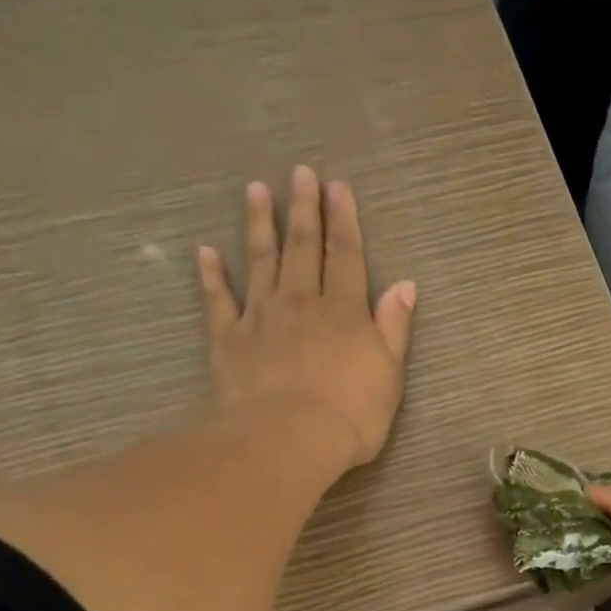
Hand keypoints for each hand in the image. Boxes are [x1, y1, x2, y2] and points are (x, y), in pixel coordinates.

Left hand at [197, 166, 416, 471]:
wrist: (291, 438)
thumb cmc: (351, 413)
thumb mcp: (389, 374)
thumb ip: (394, 328)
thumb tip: (405, 286)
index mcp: (344, 311)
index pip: (345, 257)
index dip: (344, 221)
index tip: (337, 187)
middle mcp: (301, 303)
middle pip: (302, 248)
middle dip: (303, 209)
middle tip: (299, 172)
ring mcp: (261, 318)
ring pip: (260, 262)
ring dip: (259, 225)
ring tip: (255, 191)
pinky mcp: (229, 340)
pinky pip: (219, 301)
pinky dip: (212, 276)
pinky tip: (206, 252)